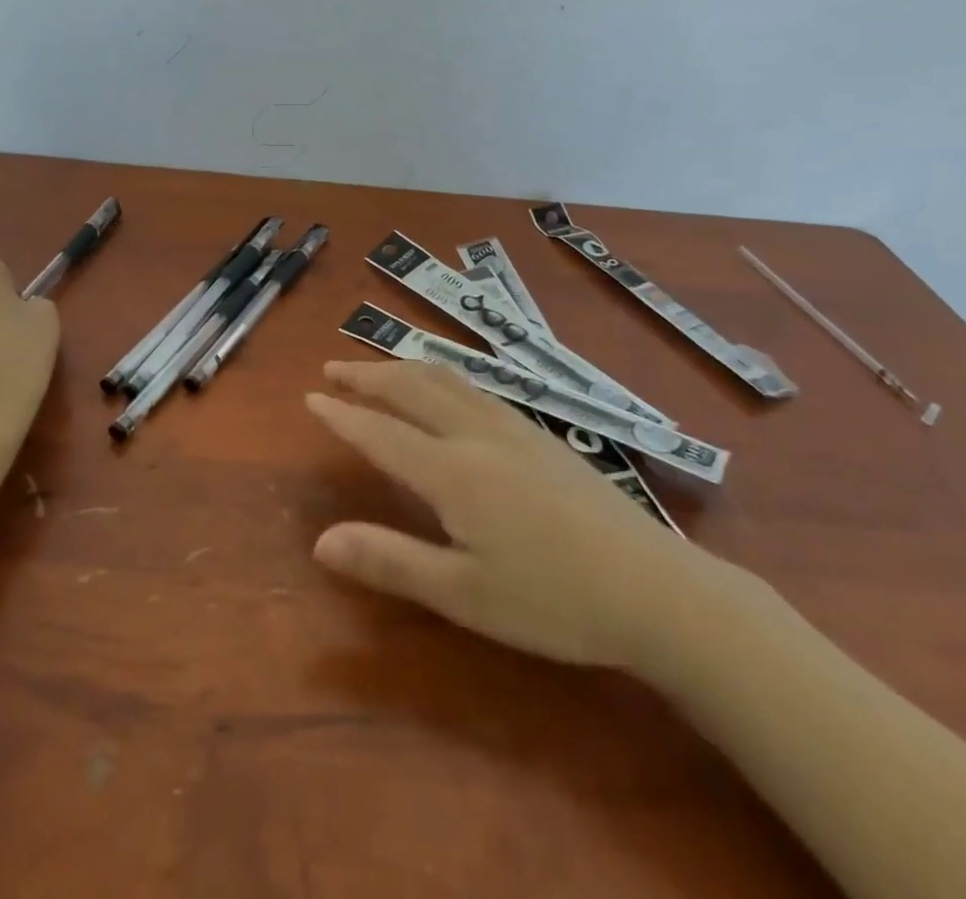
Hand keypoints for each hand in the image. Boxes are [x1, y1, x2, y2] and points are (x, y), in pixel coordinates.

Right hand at [308, 360, 745, 672]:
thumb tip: (320, 540)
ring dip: (405, 367)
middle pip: (412, 388)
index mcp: (452, 470)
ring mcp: (515, 429)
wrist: (655, 588)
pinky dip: (443, 376)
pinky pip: (477, 388)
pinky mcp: (542, 436)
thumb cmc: (553, 600)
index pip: (382, 432)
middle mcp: (477, 435)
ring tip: (380, 366)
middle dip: (368, 375)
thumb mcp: (463, 595)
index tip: (310, 397)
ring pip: (448, 380)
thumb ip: (390, 560)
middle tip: (332, 367)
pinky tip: (450, 389)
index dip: (343, 415)